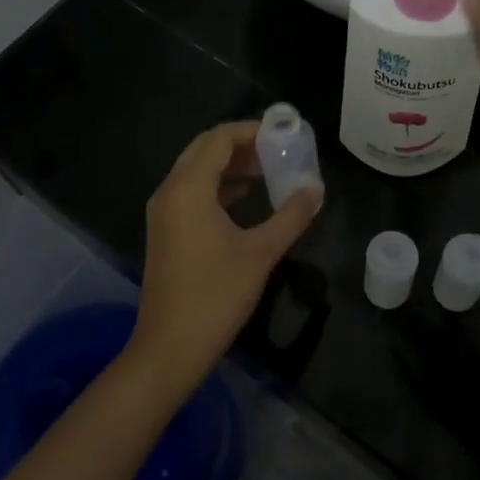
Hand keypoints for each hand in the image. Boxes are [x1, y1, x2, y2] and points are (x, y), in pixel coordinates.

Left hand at [126, 121, 321, 398]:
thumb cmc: (216, 295)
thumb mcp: (261, 252)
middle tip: (278, 151)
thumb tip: (316, 189)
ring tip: (269, 172)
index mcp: (188, 188)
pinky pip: (192, 192)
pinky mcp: (166, 232)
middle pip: (205, 150)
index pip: (219, 139)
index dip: (252, 131)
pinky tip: (246, 198)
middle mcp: (170, 192)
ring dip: (231, 166)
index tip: (284, 135)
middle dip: (242, 146)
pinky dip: (219, 186)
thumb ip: (291, 216)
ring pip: (197, 171)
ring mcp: (164, 213)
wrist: (170, 349)